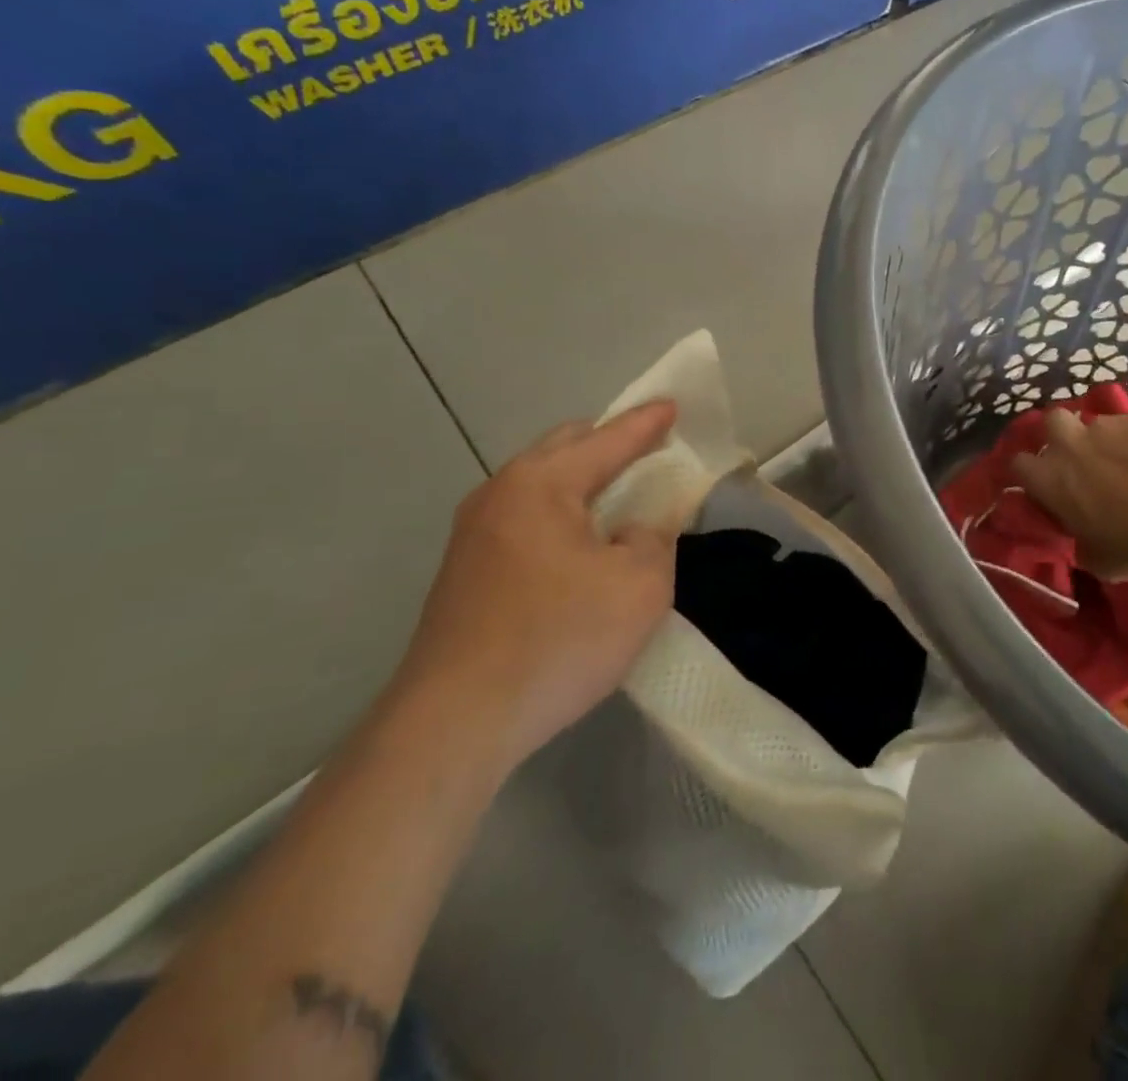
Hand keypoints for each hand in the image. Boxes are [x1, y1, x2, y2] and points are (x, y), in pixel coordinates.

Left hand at [395, 401, 679, 767]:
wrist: (454, 723)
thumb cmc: (558, 640)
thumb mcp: (639, 585)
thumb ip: (653, 538)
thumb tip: (633, 529)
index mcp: (541, 484)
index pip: (607, 439)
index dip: (647, 423)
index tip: (673, 405)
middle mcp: (499, 494)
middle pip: (564, 448)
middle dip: (609, 443)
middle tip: (648, 452)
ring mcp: (473, 534)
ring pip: (539, 484)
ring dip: (582, 482)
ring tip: (618, 500)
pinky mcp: (464, 572)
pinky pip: (525, 519)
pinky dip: (560, 515)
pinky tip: (578, 548)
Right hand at [1011, 410, 1127, 578]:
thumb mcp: (1094, 558)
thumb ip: (1079, 539)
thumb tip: (1083, 538)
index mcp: (1048, 478)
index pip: (1019, 464)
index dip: (1031, 473)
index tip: (1045, 486)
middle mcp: (1068, 444)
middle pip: (1052, 421)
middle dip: (1061, 434)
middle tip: (1079, 456)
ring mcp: (1104, 427)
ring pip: (1095, 423)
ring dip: (1103, 439)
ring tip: (1124, 460)